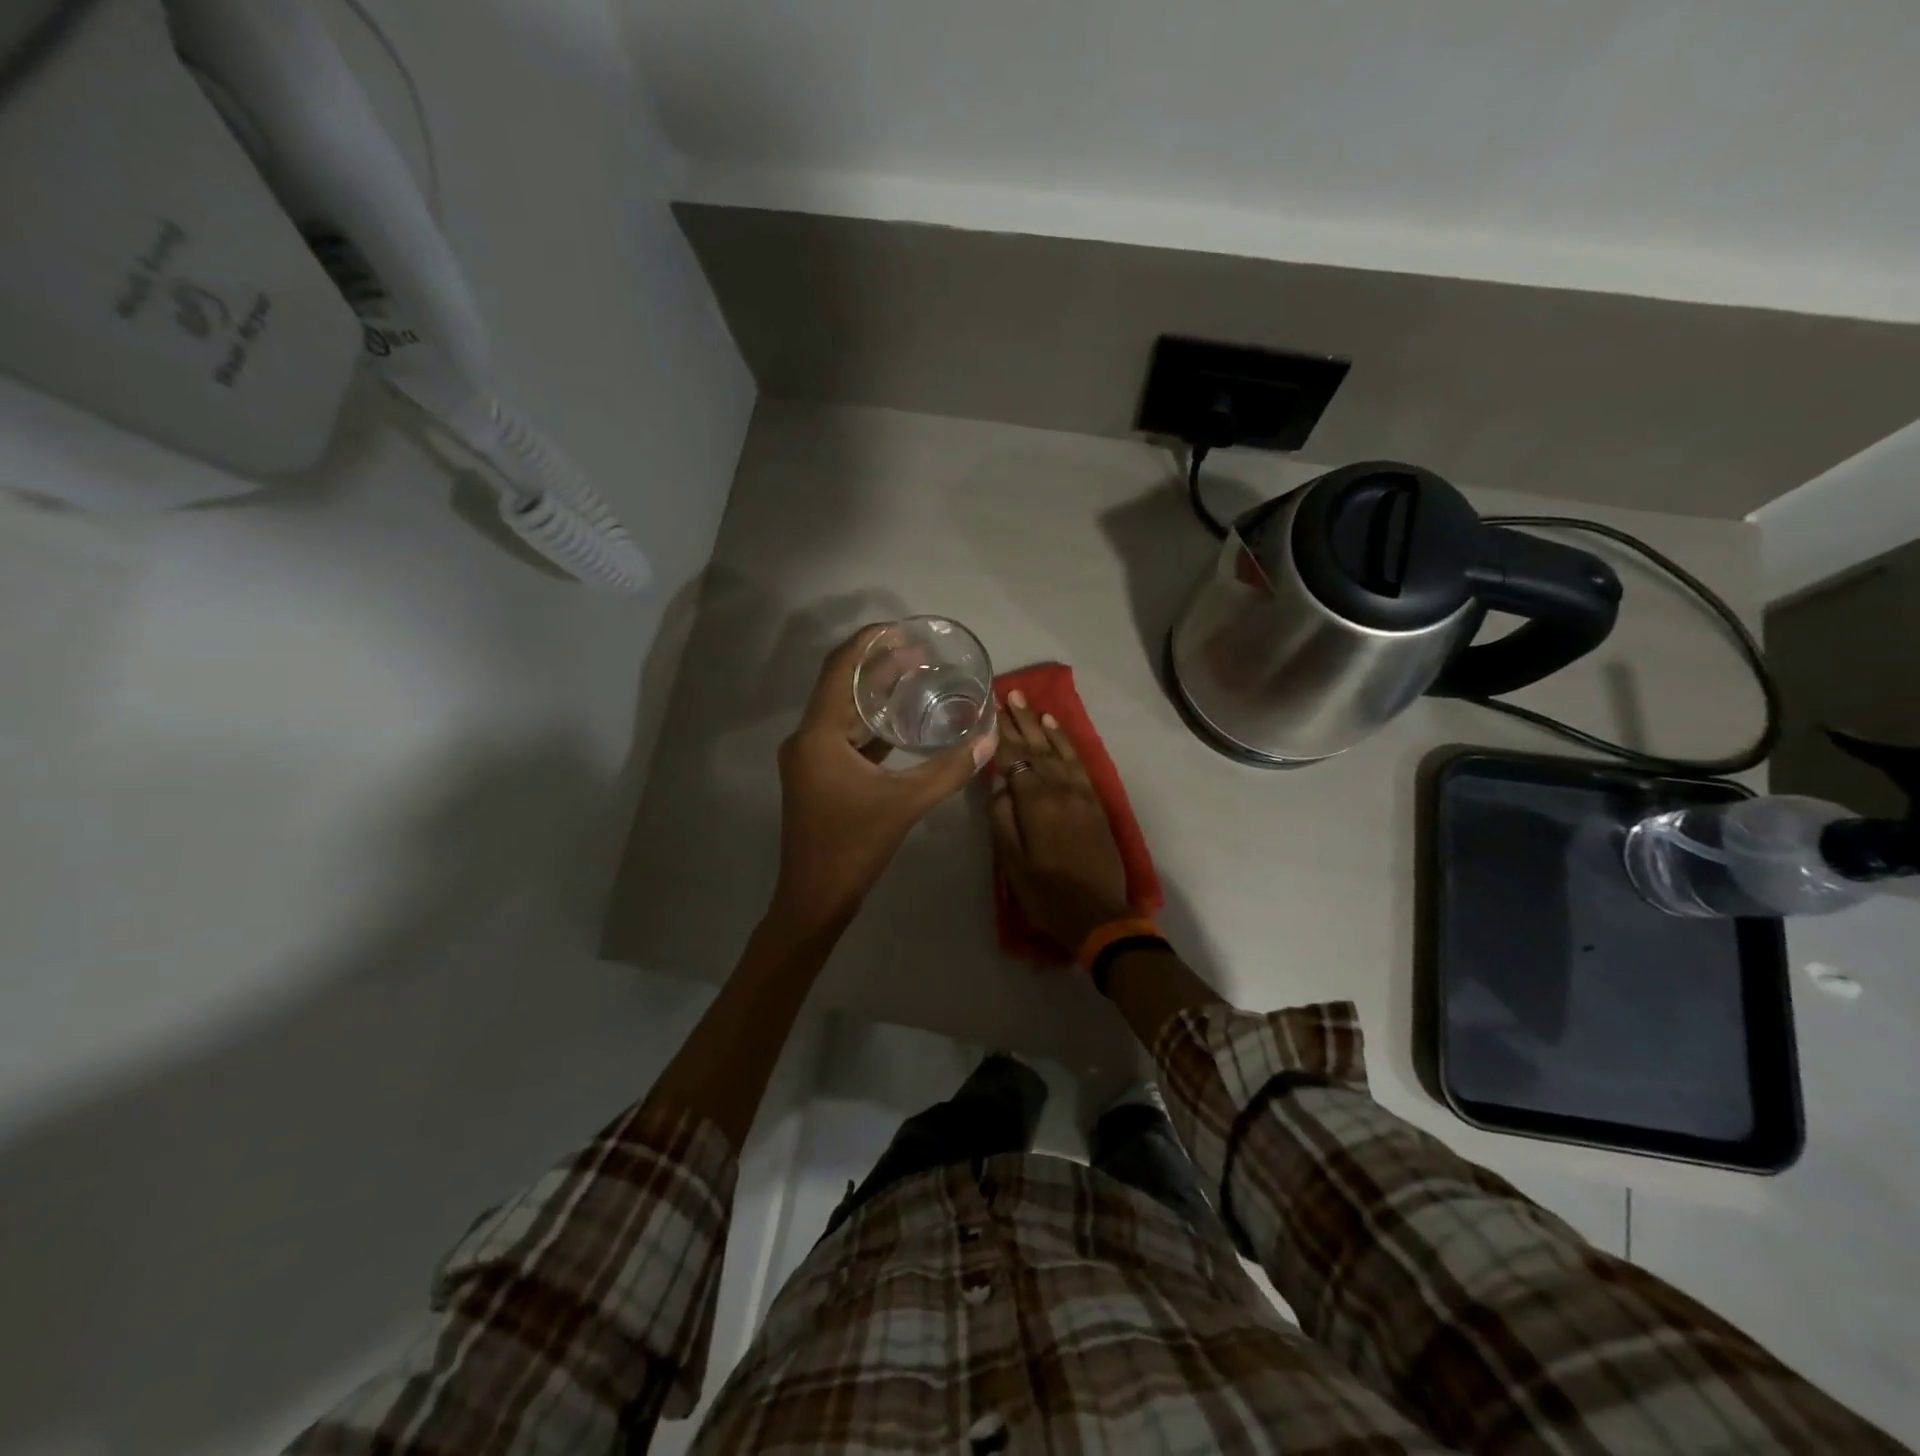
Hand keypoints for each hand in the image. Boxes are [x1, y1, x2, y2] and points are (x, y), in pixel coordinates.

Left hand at [771, 626, 996, 931]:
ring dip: (874, 694)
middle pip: (841, 687)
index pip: (840, 670)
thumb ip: (948, 770)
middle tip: (919, 653)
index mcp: (817, 735)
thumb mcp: (905, 804)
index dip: (868, 642)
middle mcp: (807, 739)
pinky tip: (901, 723)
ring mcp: (810, 759)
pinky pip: (844, 736)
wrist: (815, 899)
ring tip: (914, 677)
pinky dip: (871, 724)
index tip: (900, 628)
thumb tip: (989, 739)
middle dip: (877, 666)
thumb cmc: (853, 847)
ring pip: (842, 712)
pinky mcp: (818, 776)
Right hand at [988, 689, 1132, 956]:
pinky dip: (1066, 743)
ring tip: (1028, 702)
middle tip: (1008, 693)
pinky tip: (1057, 730)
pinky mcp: (1095, 801)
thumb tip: (997, 782)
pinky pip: (1079, 762)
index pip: (1014, 759)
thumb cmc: (1047, 894)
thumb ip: (1002, 818)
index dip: (1001, 734)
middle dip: (1021, 720)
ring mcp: (1081, 793)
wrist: (1099, 915)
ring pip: (1058, 750)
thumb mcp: (1012, 863)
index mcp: (1036, 803)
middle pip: (1036, 748)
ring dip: (1042, 725)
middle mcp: (1060, 789)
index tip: (990, 710)